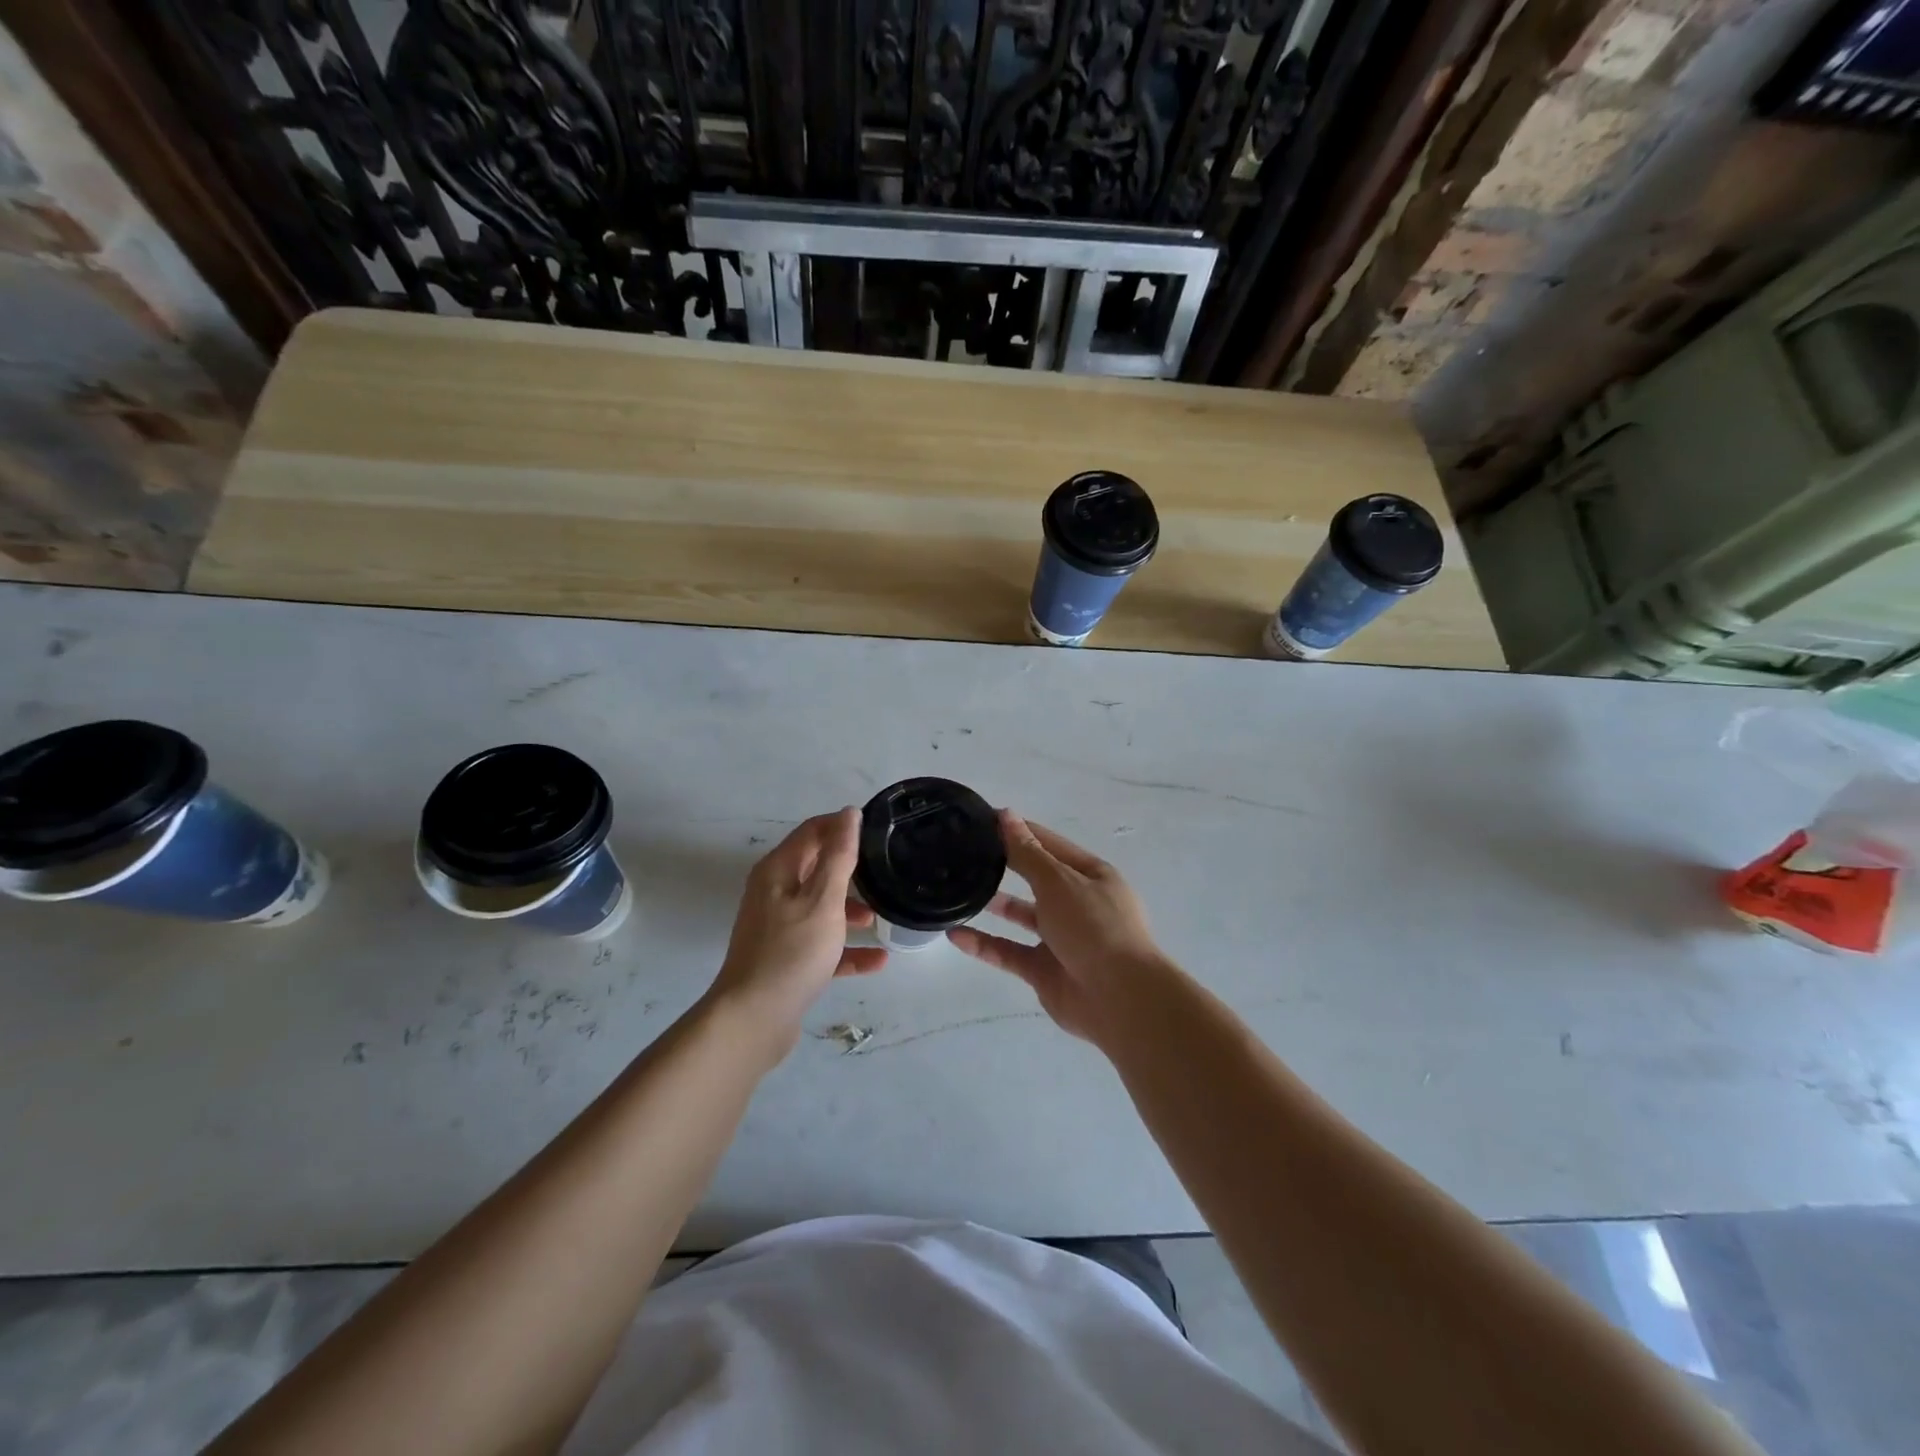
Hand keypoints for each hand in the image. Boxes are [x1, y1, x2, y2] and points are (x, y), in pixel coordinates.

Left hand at [706, 808, 886, 1059]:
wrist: (753, 1020)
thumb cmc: (791, 952)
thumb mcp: (823, 900)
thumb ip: (839, 856)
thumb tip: (848, 813)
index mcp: (778, 871)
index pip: (813, 831)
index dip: (843, 825)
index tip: (878, 829)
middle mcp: (775, 893)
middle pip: (817, 868)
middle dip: (851, 868)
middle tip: (887, 869)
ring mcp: (778, 928)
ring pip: (821, 908)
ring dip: (851, 910)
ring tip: (883, 917)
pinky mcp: (786, 959)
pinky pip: (822, 945)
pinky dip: (846, 949)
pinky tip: (878, 960)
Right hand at [947, 811, 1172, 1043]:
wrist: (1120, 999)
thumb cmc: (1094, 927)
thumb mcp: (1059, 882)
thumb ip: (1027, 852)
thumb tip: (1006, 815)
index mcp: (1091, 876)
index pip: (1049, 844)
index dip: (1018, 830)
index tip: (982, 819)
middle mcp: (1078, 904)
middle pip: (1036, 878)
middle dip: (1005, 865)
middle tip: (965, 853)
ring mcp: (1061, 939)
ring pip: (1022, 916)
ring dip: (994, 904)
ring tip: (958, 888)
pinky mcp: (1044, 970)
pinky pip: (1009, 952)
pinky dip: (984, 944)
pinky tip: (955, 934)